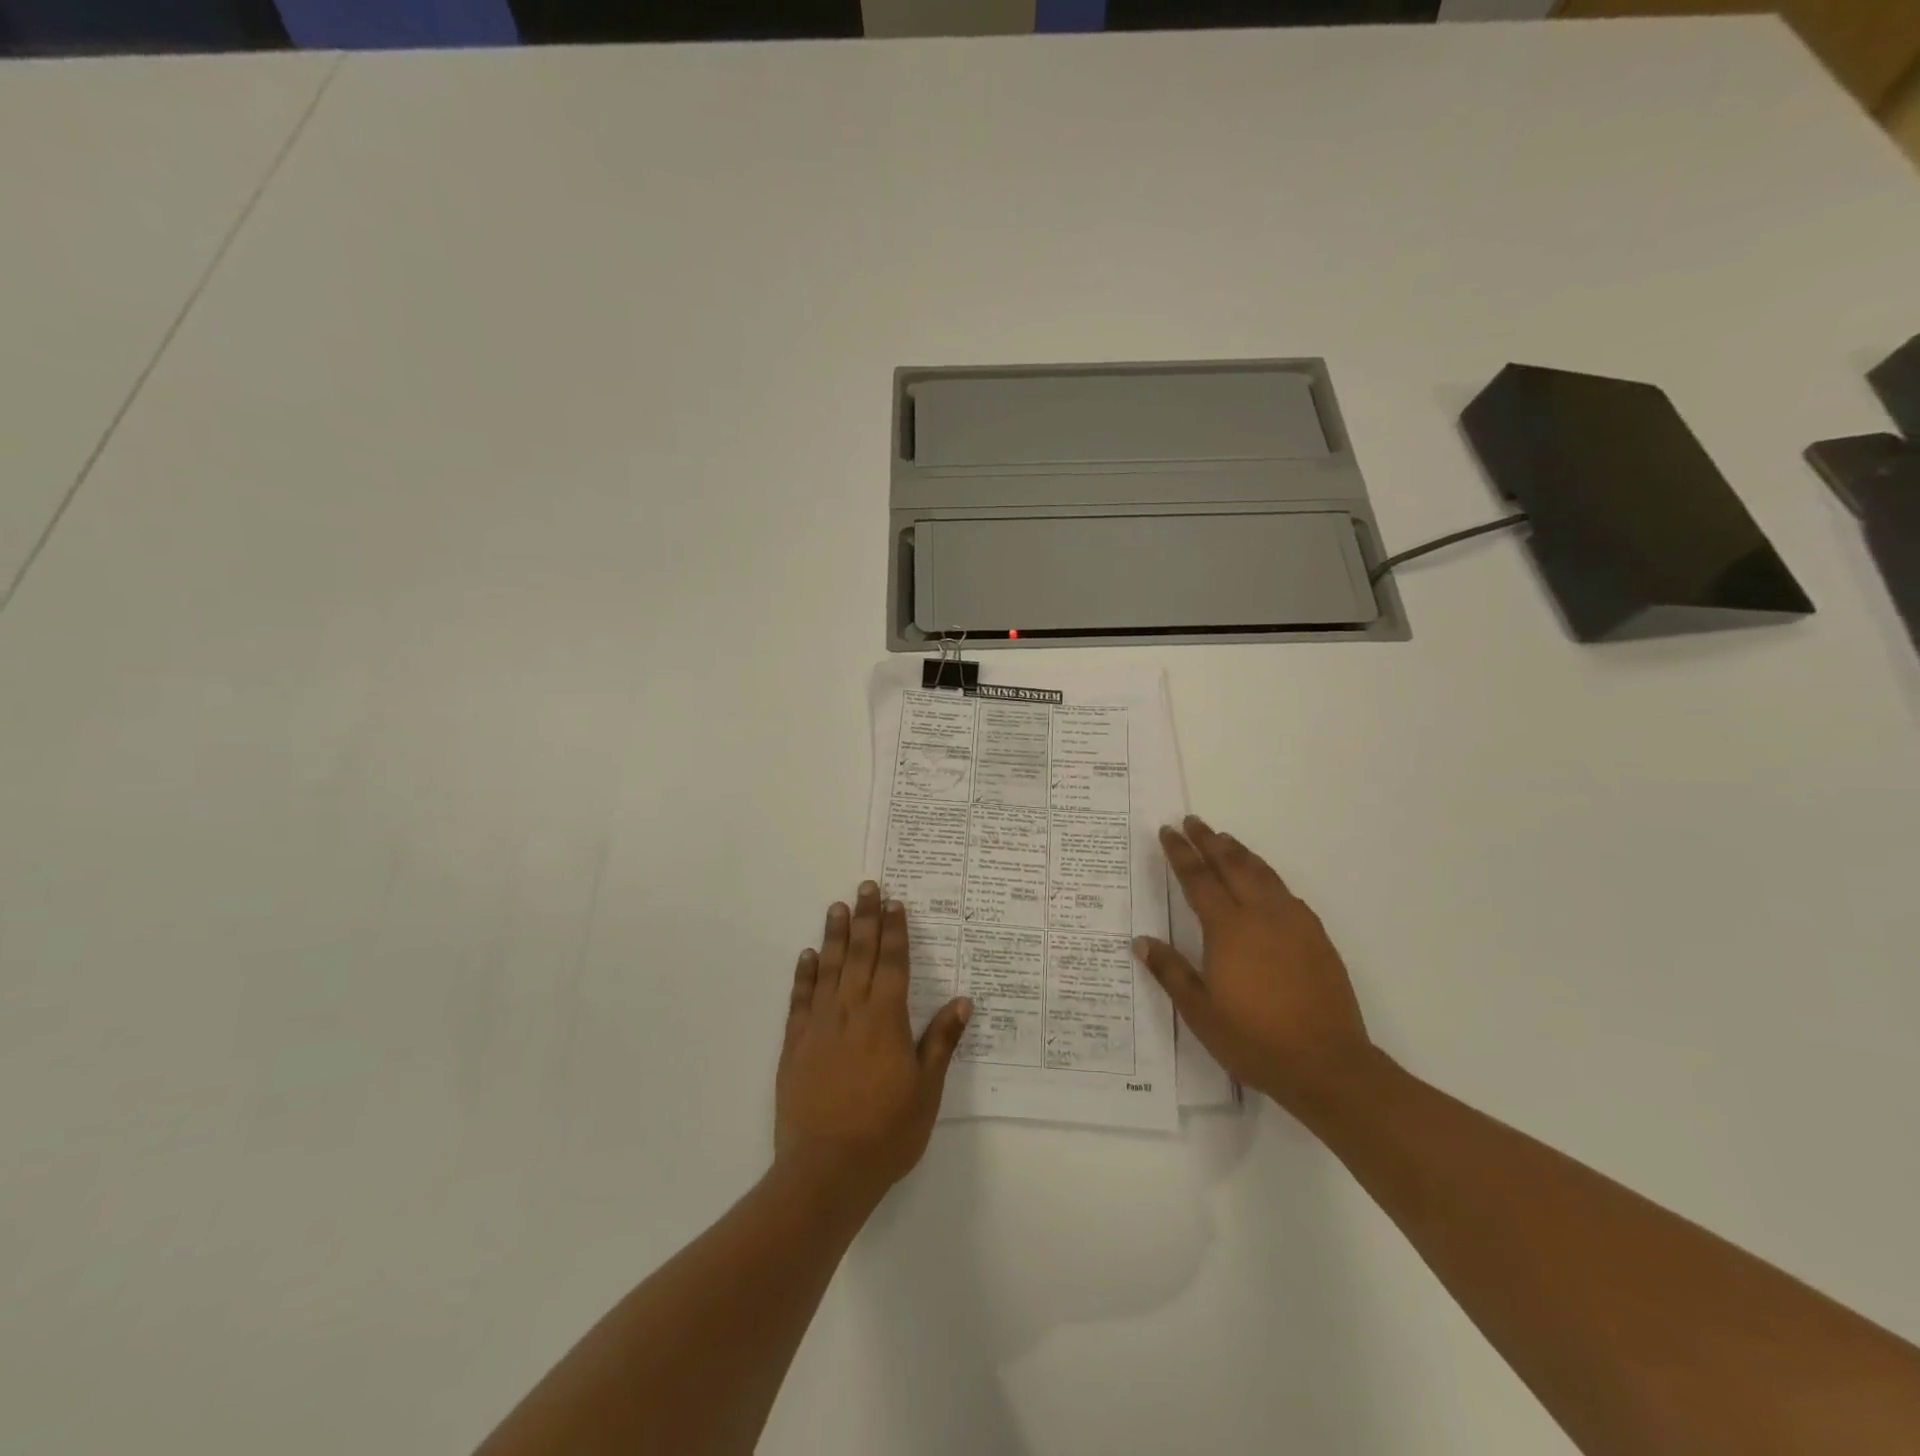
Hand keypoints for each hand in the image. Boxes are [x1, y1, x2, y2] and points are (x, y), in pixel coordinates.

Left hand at [775, 883, 971, 1210]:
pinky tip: (808, 955)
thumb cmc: (886, 1132)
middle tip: (867, 887)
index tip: (895, 903)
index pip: (893, 963)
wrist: (825, 1170)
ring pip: (829, 968)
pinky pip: (800, 999)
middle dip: (866, 919)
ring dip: (835, 936)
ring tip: (838, 907)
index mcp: (886, 1019)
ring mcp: (819, 1025)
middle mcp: (851, 1011)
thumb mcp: (926, 1090)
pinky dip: (805, 974)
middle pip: (861, 955)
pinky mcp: (795, 1044)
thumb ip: (941, 1041)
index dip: (895, 931)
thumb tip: (963, 1001)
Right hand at [1134, 817, 1373, 1115]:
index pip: (1199, 879)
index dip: (1181, 853)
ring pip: (1263, 874)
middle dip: (1209, 841)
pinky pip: (1286, 893)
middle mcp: (1261, 915)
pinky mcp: (1316, 937)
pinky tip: (1265, 881)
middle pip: (1232, 866)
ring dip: (1241, 853)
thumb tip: (1141, 941)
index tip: (1168, 831)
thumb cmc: (1254, 1039)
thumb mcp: (1200, 1011)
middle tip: (1193, 821)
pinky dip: (1268, 876)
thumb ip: (1171, 971)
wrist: (1328, 1065)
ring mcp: (1293, 924)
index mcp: (1228, 929)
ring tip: (1225, 839)